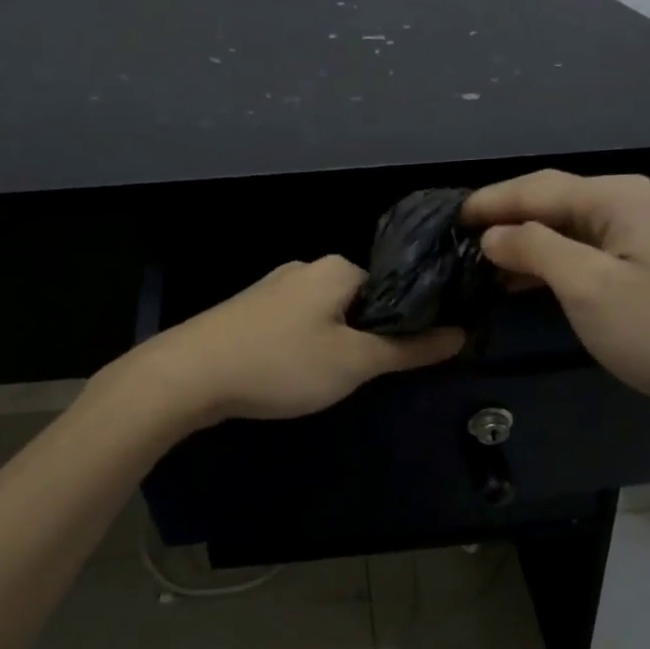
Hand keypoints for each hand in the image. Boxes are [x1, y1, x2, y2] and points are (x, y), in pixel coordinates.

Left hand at [131, 256, 463, 427]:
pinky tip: (294, 374)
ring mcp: (272, 288)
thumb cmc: (282, 363)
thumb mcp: (354, 362)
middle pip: (360, 301)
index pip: (393, 286)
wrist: (187, 376)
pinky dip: (305, 347)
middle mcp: (306, 268)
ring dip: (336, 344)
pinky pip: (296, 325)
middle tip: (367, 375)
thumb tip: (461, 334)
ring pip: (326, 315)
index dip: (408, 321)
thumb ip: (408, 348)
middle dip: (369, 336)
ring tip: (329, 381)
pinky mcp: (248, 312)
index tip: (410, 357)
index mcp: (337, 267)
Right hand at [464, 170, 649, 422]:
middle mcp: (626, 203)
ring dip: (521, 241)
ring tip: (477, 259)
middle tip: (456, 237)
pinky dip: (545, 262)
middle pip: (551, 200)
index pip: (538, 187)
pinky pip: (579, 251)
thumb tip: (491, 234)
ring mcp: (635, 234)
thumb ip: (534, 248)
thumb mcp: (586, 286)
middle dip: (503, 217)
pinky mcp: (636, 265)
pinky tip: (517, 279)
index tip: (447, 217)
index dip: (490, 201)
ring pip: (563, 227)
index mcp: (617, 196)